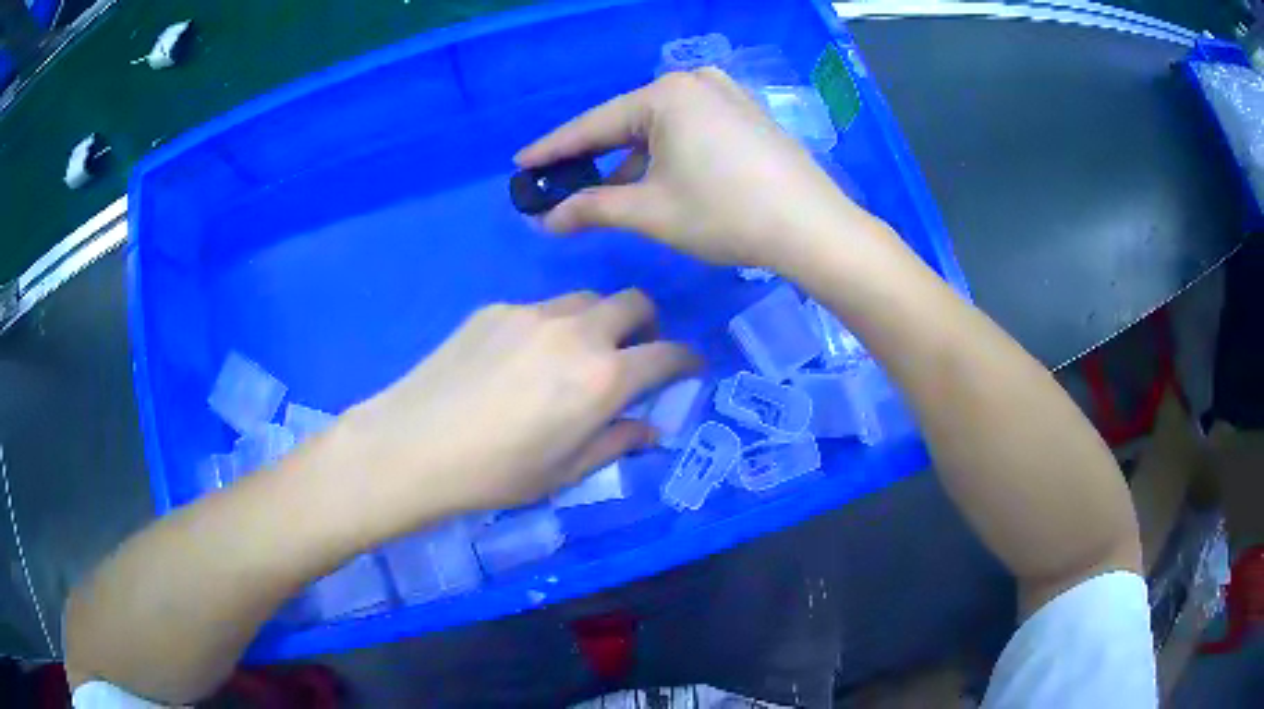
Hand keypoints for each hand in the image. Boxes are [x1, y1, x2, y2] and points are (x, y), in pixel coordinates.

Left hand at [340, 290, 697, 534]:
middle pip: (633, 302)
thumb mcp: (565, 471)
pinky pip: (539, 309)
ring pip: (585, 300)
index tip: (688, 367)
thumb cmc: (496, 473)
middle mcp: (577, 331)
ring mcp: (532, 313)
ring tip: (575, 355)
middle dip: (647, 324)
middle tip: (633, 353)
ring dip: (597, 321)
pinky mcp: (495, 309)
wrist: (414, 445)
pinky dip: (550, 327)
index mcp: (604, 376)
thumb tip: (648, 429)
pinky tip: (519, 360)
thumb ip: (616, 442)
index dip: (687, 359)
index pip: (667, 354)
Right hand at [516, 68, 866, 269]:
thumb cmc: (725, 214)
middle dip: (595, 157)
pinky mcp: (746, 114)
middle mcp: (695, 82)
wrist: (812, 228)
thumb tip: (546, 220)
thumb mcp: (650, 211)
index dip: (554, 149)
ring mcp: (726, 95)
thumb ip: (591, 209)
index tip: (521, 164)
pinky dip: (666, 155)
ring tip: (605, 193)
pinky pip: (690, 130)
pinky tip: (656, 181)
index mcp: (665, 95)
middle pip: (628, 123)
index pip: (593, 125)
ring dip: (632, 161)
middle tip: (561, 182)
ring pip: (661, 129)